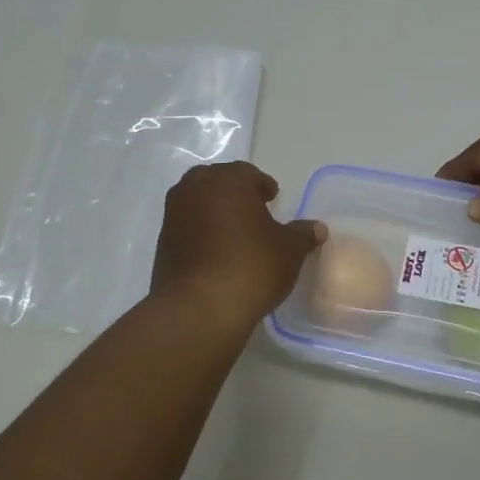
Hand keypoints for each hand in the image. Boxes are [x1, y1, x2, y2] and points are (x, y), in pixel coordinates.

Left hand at [151, 162, 325, 326]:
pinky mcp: (162, 242)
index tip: (273, 199)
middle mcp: (195, 189)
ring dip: (214, 211)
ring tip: (234, 233)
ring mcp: (174, 214)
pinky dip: (200, 232)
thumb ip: (302, 234)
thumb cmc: (252, 266)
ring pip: (197, 202)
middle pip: (217, 182)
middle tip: (252, 211)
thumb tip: (317, 228)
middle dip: (234, 193)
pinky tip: (215, 252)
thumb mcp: (289, 250)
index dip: (262, 185)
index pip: (247, 173)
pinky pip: (186, 226)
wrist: (200, 306)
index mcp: (228, 180)